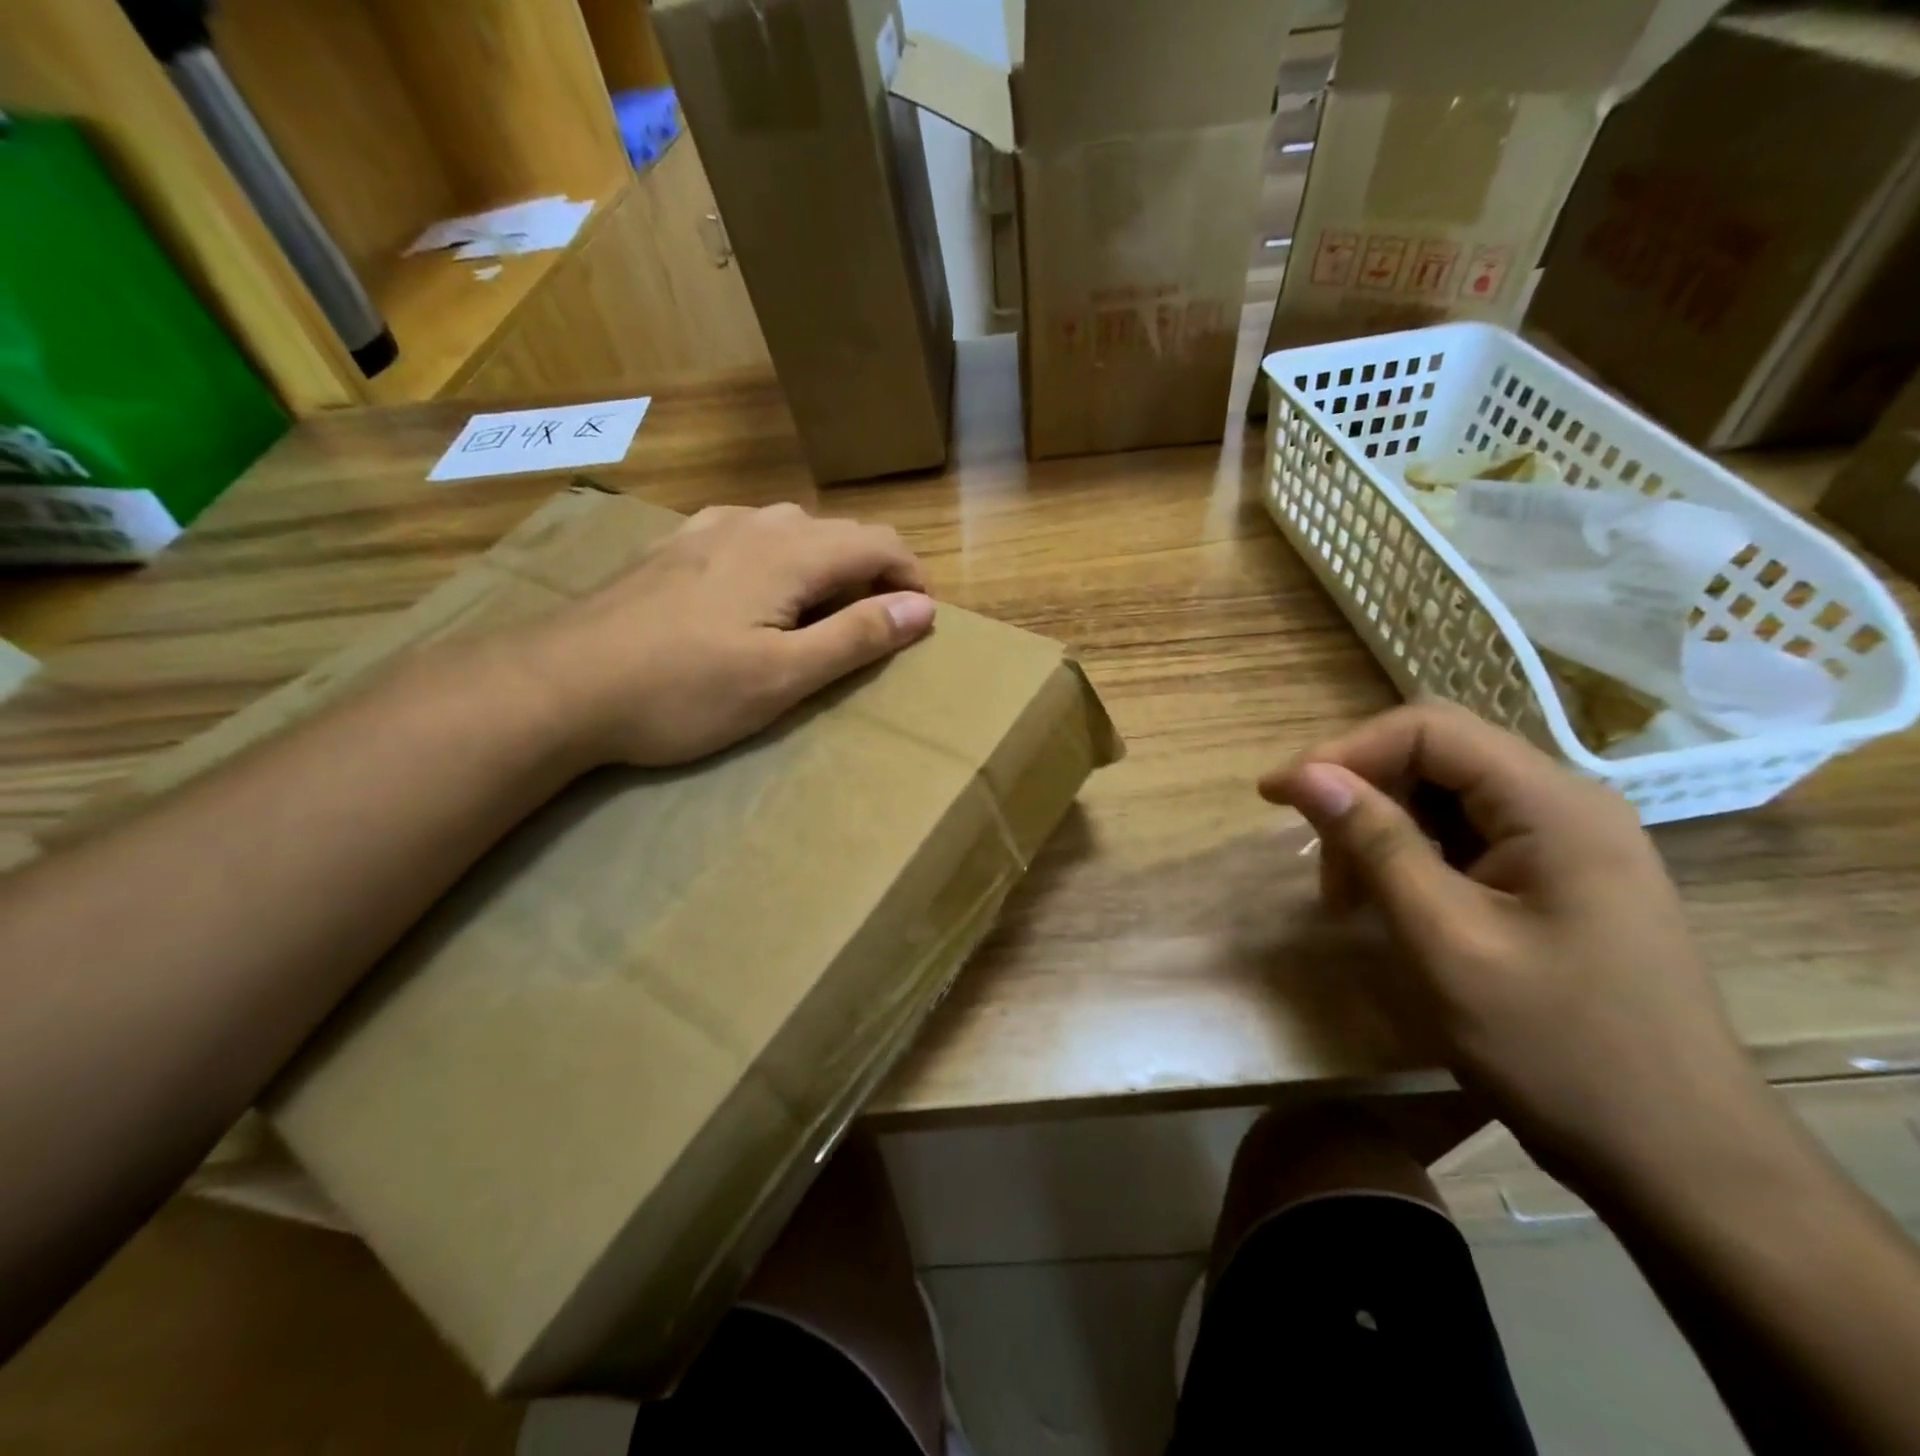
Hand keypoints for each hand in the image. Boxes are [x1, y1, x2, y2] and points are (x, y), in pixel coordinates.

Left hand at [518, 502, 934, 767]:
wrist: (561, 683)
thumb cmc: (684, 690)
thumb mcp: (784, 676)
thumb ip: (857, 637)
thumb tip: (922, 607)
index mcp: (791, 552)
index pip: (878, 543)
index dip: (910, 577)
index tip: (918, 621)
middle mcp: (754, 523)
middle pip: (838, 531)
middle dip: (872, 572)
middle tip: (872, 628)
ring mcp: (706, 528)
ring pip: (791, 527)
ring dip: (824, 562)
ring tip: (819, 610)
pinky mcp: (671, 546)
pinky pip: (745, 532)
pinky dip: (775, 555)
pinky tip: (754, 587)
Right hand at [1259, 702, 1765, 1189]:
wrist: (1680, 1161)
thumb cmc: (1558, 1050)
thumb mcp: (1446, 942)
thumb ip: (1376, 844)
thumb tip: (1305, 774)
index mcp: (1554, 806)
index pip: (1429, 730)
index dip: (1343, 752)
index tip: (1277, 797)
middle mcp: (1567, 807)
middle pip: (1437, 758)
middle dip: (1361, 796)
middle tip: (1317, 862)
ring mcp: (1569, 845)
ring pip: (1446, 799)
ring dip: (1381, 831)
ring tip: (1348, 897)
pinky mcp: (1560, 880)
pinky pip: (1467, 839)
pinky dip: (1413, 860)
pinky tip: (1394, 905)